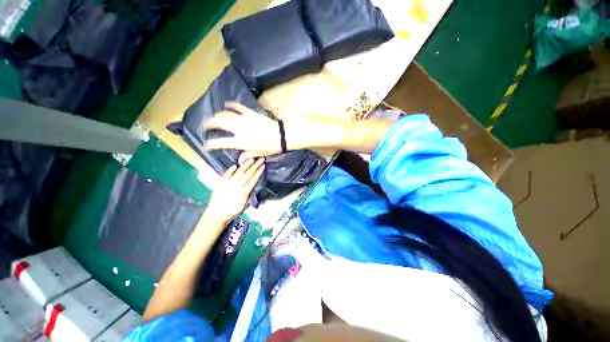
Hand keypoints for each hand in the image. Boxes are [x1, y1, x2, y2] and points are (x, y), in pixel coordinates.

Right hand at [204, 102, 282, 157]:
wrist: (281, 135)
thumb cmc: (271, 147)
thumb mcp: (259, 153)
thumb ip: (247, 155)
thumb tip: (240, 160)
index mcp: (240, 142)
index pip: (221, 143)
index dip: (211, 145)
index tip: (206, 146)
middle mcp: (238, 129)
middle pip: (219, 123)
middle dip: (209, 124)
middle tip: (205, 125)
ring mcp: (244, 120)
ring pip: (226, 114)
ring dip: (218, 114)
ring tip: (215, 116)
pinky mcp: (250, 113)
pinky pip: (238, 107)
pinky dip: (231, 105)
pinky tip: (226, 104)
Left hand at [206, 158, 264, 223]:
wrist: (216, 214)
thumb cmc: (232, 212)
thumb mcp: (244, 205)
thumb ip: (249, 195)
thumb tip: (253, 186)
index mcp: (244, 192)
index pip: (253, 180)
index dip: (259, 172)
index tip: (263, 166)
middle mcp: (237, 186)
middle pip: (248, 174)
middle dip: (255, 166)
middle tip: (260, 159)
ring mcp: (228, 184)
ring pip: (239, 172)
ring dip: (245, 165)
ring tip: (251, 159)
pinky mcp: (220, 183)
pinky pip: (226, 174)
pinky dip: (231, 170)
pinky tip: (235, 165)